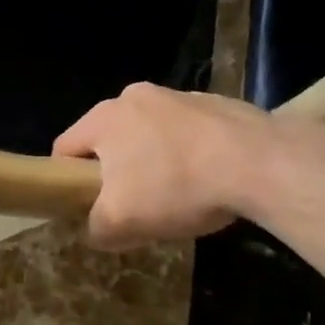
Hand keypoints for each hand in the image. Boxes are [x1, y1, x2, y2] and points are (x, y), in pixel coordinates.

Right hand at [54, 85, 274, 249]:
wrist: (259, 162)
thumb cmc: (175, 186)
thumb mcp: (121, 222)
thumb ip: (97, 228)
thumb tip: (98, 228)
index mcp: (104, 117)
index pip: (64, 148)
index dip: (67, 180)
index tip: (86, 206)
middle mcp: (135, 96)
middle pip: (109, 140)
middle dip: (116, 172)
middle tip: (134, 205)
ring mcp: (178, 96)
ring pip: (150, 135)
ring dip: (155, 162)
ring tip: (179, 196)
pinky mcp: (216, 103)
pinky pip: (187, 133)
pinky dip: (190, 155)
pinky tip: (210, 181)